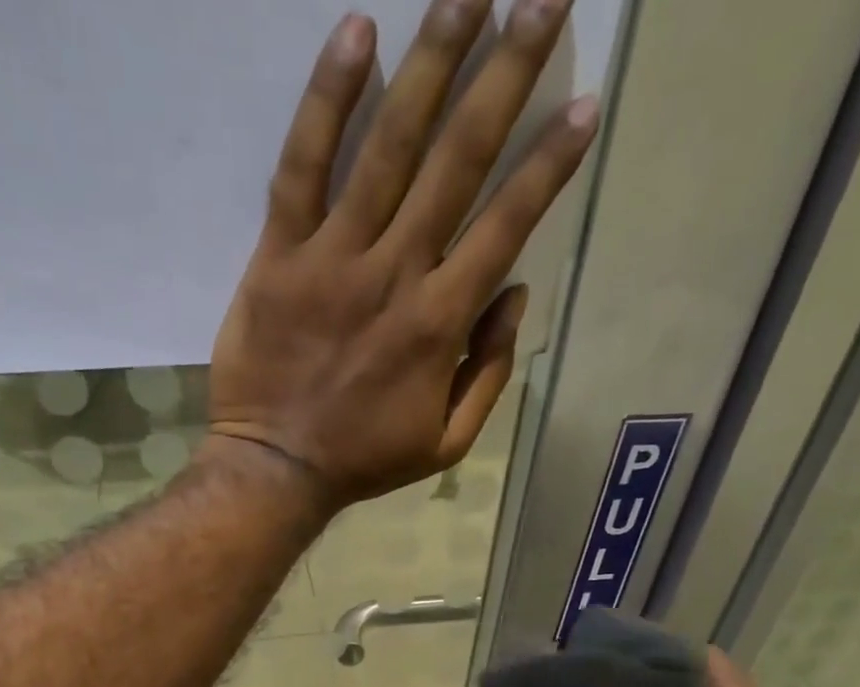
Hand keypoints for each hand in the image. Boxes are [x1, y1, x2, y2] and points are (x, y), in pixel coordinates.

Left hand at [208, 0, 597, 509]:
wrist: (276, 469)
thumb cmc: (364, 460)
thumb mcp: (445, 442)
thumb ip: (487, 372)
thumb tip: (514, 293)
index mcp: (440, 323)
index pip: (507, 225)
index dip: (549, 163)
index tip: (583, 103)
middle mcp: (395, 274)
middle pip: (458, 160)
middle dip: (506, 74)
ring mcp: (333, 258)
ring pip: (388, 146)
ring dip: (432, 60)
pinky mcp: (279, 254)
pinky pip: (302, 166)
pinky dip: (327, 100)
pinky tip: (357, 33)